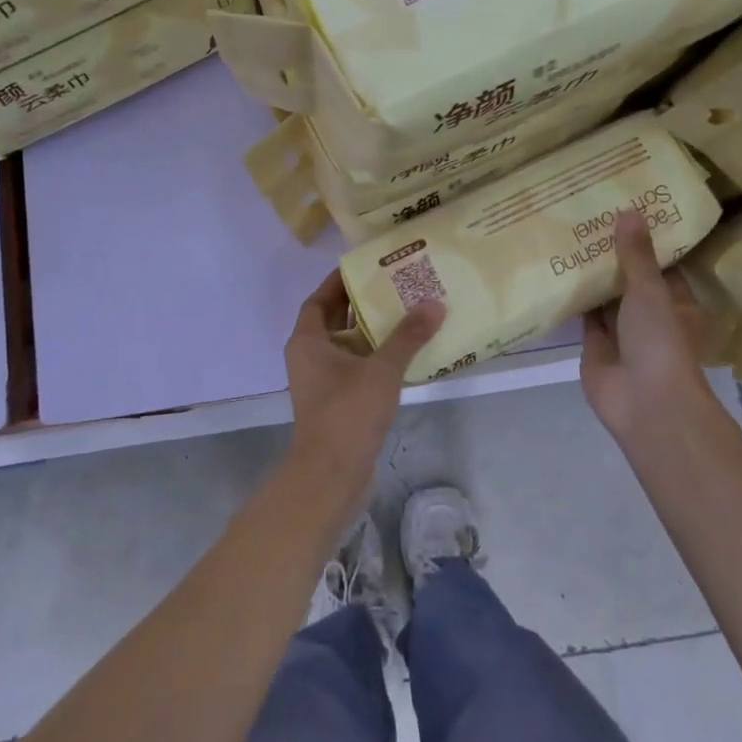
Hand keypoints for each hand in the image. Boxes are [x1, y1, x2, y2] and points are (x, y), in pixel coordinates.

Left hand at [285, 270, 443, 481]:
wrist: (331, 475)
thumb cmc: (347, 413)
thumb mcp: (381, 369)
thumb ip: (407, 336)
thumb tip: (434, 304)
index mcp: (307, 342)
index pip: (320, 300)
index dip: (339, 282)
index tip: (366, 267)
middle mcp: (310, 358)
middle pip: (336, 321)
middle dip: (362, 304)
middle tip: (396, 286)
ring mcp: (323, 383)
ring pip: (349, 347)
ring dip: (373, 333)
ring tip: (408, 314)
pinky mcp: (338, 403)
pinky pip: (357, 369)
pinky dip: (377, 359)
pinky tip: (407, 354)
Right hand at [581, 209, 727, 450]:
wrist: (644, 402)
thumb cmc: (660, 341)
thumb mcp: (651, 291)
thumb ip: (636, 255)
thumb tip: (629, 210)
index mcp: (676, 303)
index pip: (662, 266)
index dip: (646, 241)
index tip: (626, 210)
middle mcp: (650, 317)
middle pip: (631, 281)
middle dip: (613, 256)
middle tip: (589, 218)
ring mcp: (621, 334)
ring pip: (605, 299)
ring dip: (592, 277)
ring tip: (569, 238)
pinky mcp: (595, 348)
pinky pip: (584, 318)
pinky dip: (574, 300)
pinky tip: (557, 273)